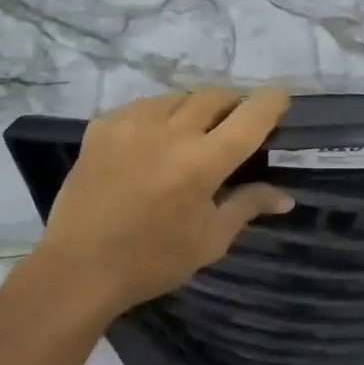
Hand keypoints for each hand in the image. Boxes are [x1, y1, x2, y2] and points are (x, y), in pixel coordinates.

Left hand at [36, 88, 292, 315]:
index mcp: (204, 161)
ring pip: (178, 97)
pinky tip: (153, 138)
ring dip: (194, 107)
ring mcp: (133, 123)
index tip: (280, 100)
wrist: (78, 268)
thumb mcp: (209, 241)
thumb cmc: (152, 260)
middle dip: (233, 102)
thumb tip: (285, 196)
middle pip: (215, 96)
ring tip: (192, 130)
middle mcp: (171, 131)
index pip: (251, 116)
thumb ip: (247, 206)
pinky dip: (158, 115)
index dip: (271, 102)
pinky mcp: (103, 126)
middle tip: (235, 121)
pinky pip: (142, 106)